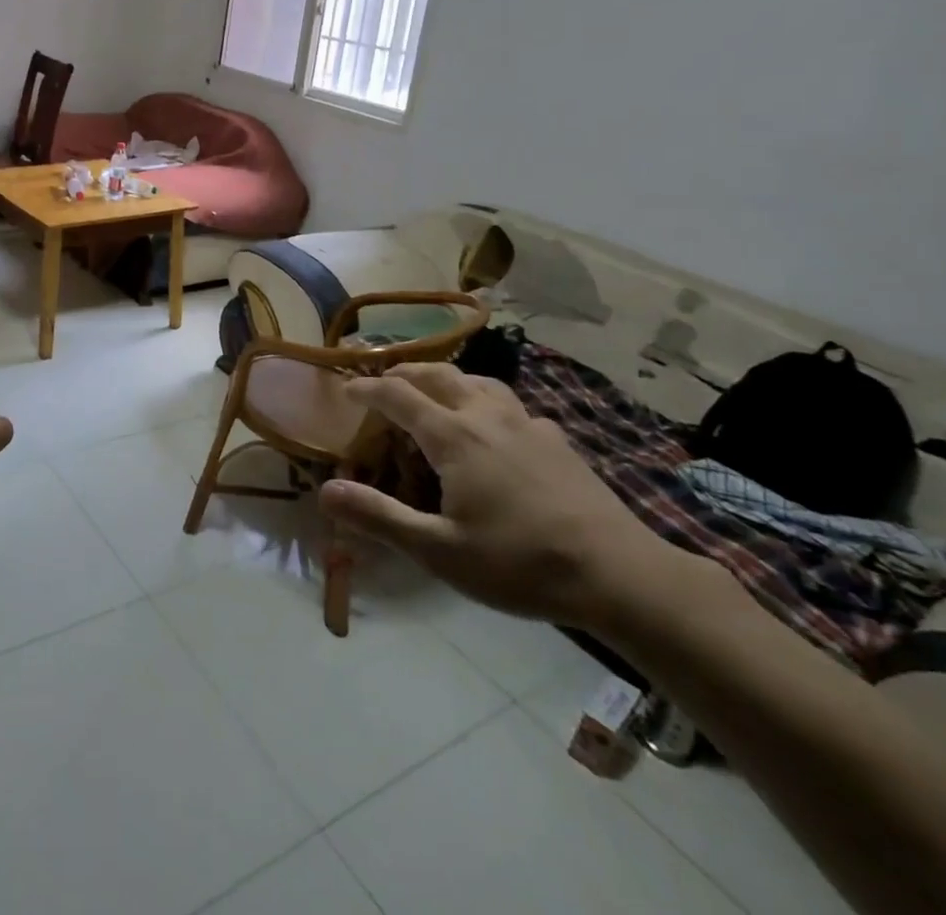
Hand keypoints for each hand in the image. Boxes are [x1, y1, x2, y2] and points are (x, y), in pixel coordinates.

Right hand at [320, 362, 680, 628]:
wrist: (620, 575)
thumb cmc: (519, 562)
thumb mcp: (438, 550)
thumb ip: (379, 517)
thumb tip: (325, 490)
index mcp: (453, 436)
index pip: (398, 394)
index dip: (367, 387)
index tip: (345, 388)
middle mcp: (486, 416)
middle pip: (437, 374)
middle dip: (404, 371)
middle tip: (383, 380)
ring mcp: (526, 424)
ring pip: (477, 381)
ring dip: (446, 378)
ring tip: (434, 391)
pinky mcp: (556, 440)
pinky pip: (510, 404)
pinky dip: (485, 401)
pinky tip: (495, 428)